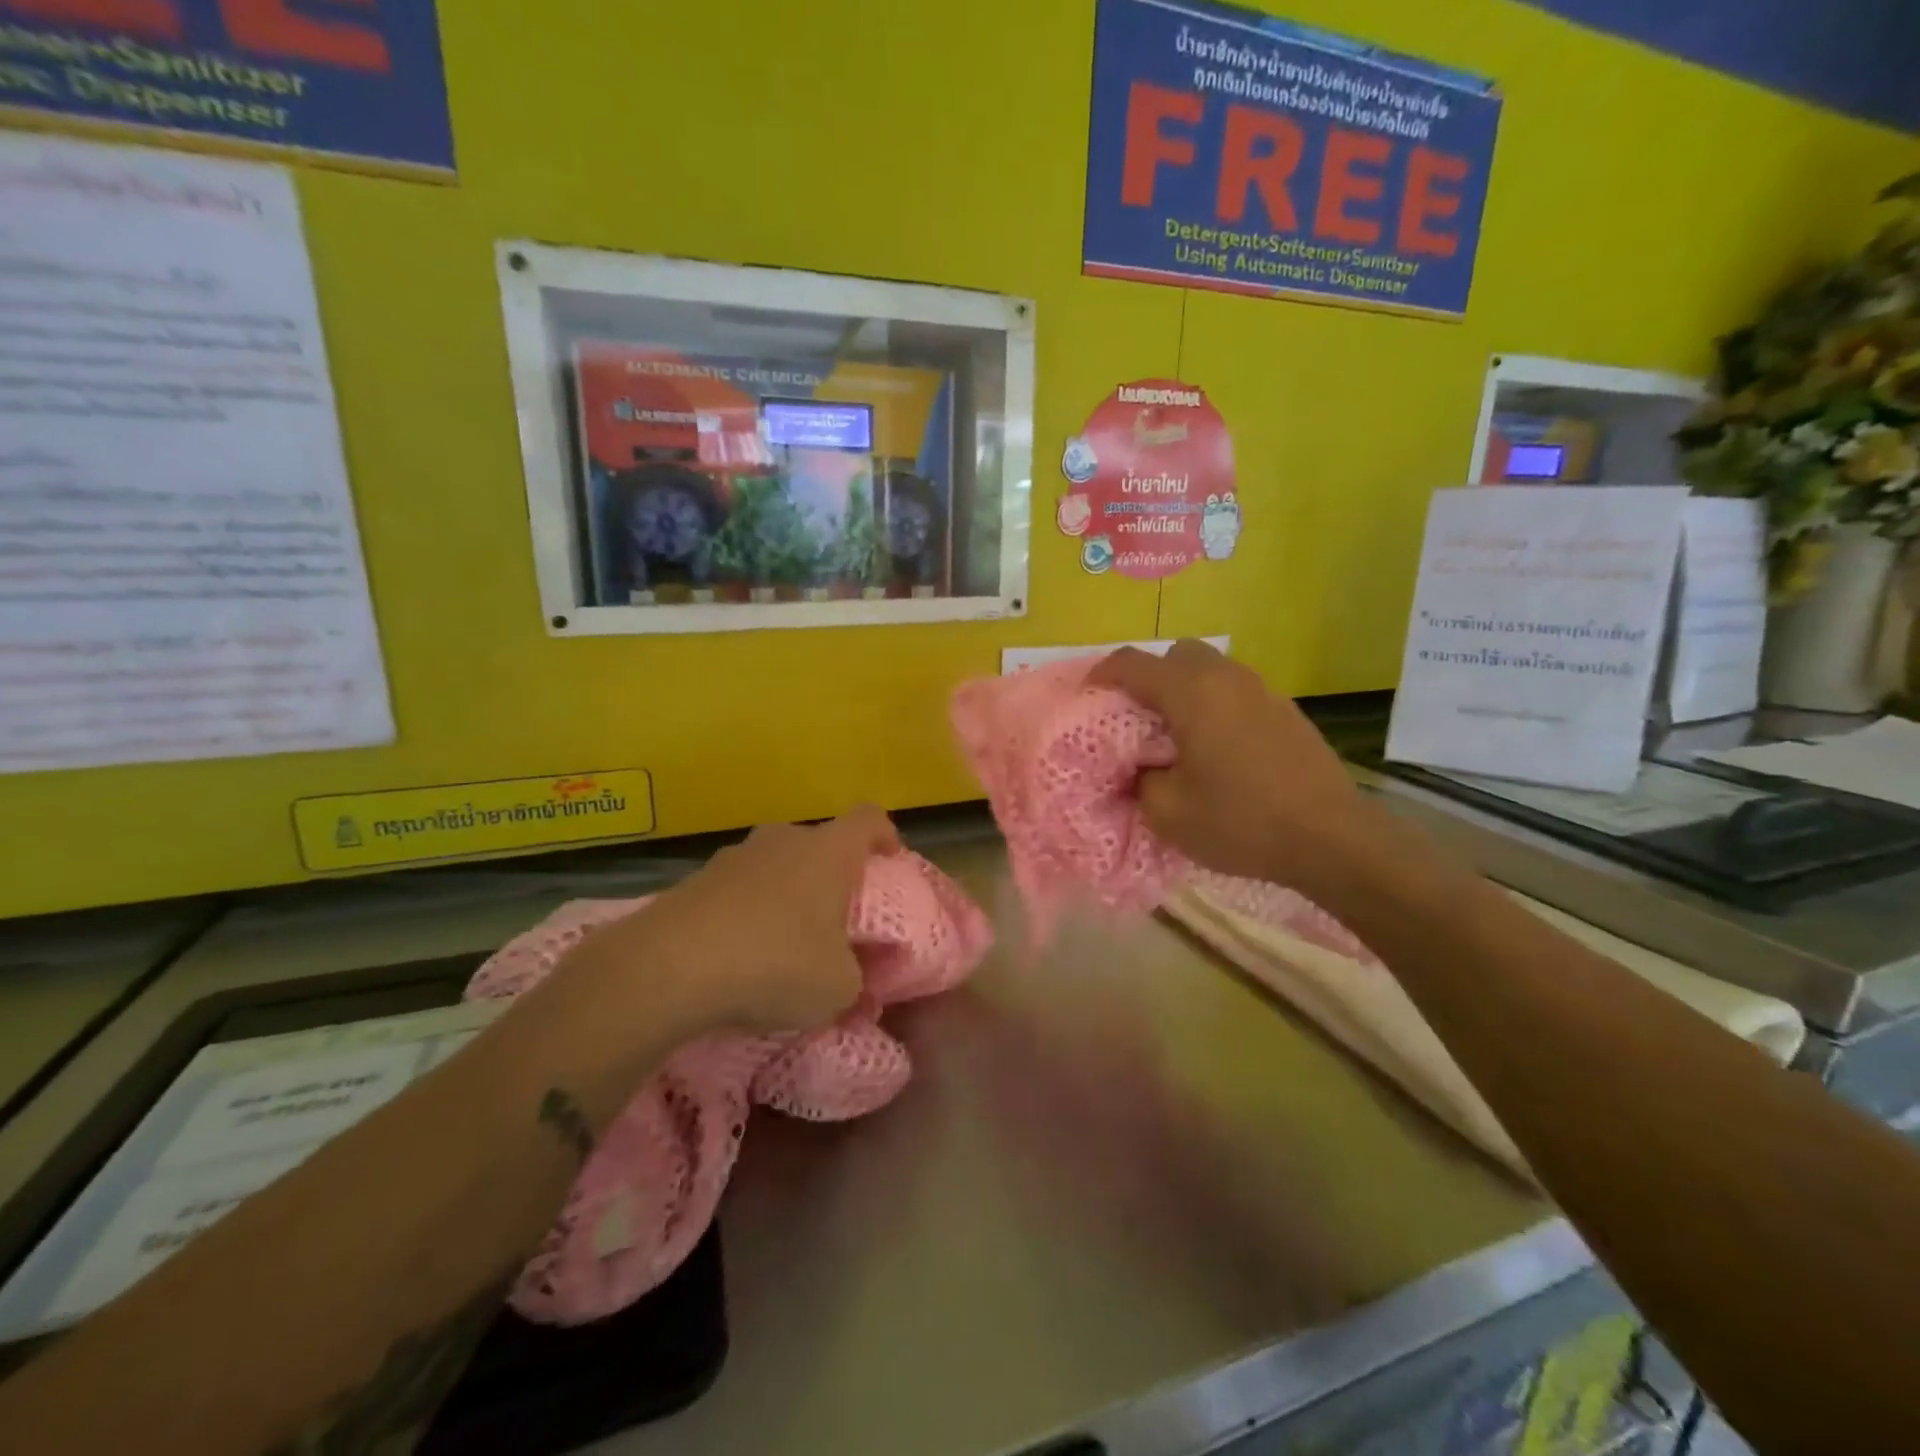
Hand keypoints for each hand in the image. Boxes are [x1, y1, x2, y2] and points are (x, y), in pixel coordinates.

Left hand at [540, 806, 900, 1069]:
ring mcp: (735, 856)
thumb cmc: (775, 963)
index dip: (886, 835)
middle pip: (819, 843)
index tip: (890, 862)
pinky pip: (738, 888)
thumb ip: (857, 986)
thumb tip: (861, 995)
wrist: (668, 966)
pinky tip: (741, 953)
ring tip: (785, 940)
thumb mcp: (837, 990)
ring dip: (786, 893)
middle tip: (837, 916)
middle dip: (832, 874)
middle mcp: (783, 840)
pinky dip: (747, 911)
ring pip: (775, 864)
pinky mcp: (696, 879)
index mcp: (828, 852)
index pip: (870, 819)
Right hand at [1090, 640, 1367, 886]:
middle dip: (1151, 677)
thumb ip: (1140, 781)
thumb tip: (1142, 768)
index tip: (1088, 693)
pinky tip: (1220, 750)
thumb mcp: (1168, 812)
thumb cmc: (1240, 821)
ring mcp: (1263, 691)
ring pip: (1212, 671)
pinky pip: (1237, 693)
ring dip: (1187, 691)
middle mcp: (1226, 679)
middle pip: (1177, 655)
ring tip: (1178, 735)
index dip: (1103, 673)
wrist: (1332, 838)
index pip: (1133, 663)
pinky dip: (1217, 706)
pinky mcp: (1287, 712)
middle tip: (1138, 717)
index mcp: (1191, 693)